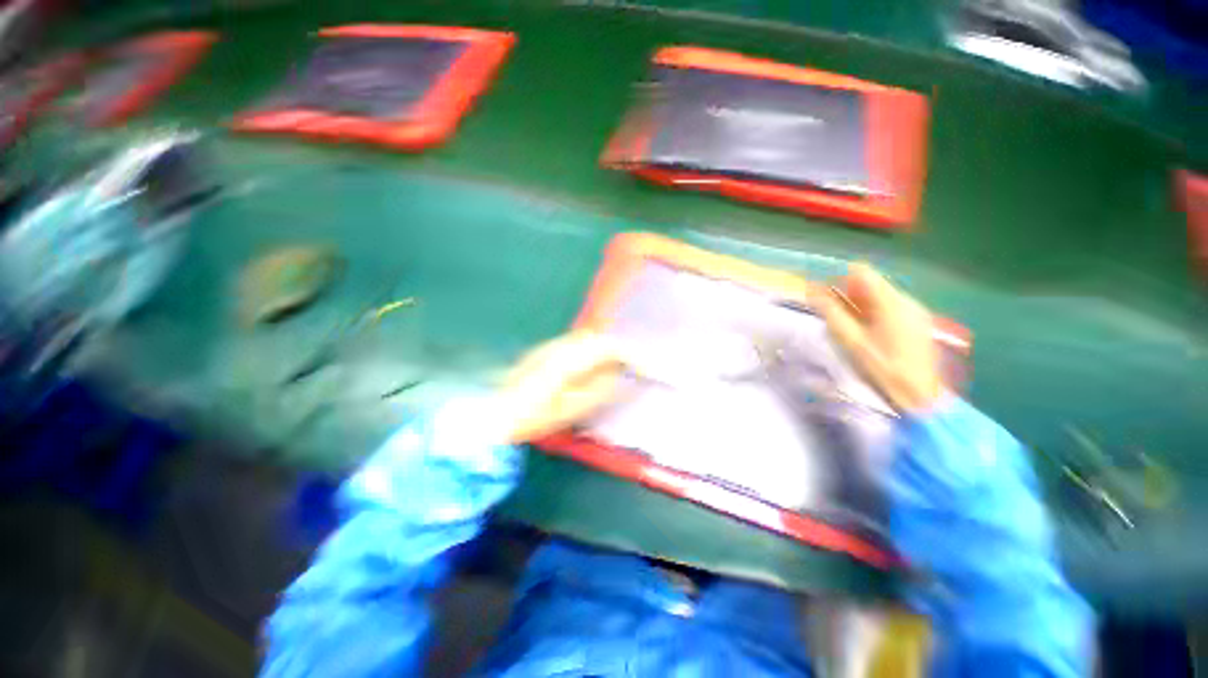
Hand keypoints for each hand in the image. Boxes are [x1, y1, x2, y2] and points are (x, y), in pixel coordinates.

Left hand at [499, 332, 626, 442]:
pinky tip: (592, 368)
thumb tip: (622, 376)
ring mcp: (552, 346)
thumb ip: (601, 390)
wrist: (495, 411)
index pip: (609, 348)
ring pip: (588, 340)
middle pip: (599, 339)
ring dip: (605, 351)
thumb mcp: (572, 409)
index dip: (632, 356)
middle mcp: (562, 345)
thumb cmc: (533, 416)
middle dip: (620, 351)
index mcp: (570, 359)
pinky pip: (577, 345)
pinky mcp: (545, 350)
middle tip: (633, 369)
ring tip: (616, 369)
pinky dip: (592, 352)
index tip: (647, 369)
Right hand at [817, 263, 942, 412]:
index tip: (824, 294)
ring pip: (880, 296)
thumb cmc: (883, 368)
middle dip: (848, 294)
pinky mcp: (918, 322)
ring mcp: (915, 311)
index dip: (839, 278)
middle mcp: (906, 300)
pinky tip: (867, 333)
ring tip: (848, 326)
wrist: (920, 396)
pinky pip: (890, 307)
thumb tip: (812, 291)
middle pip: (871, 284)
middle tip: (832, 314)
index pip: (862, 272)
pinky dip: (873, 313)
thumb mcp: (851, 341)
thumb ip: (831, 313)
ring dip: (860, 304)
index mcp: (891, 303)